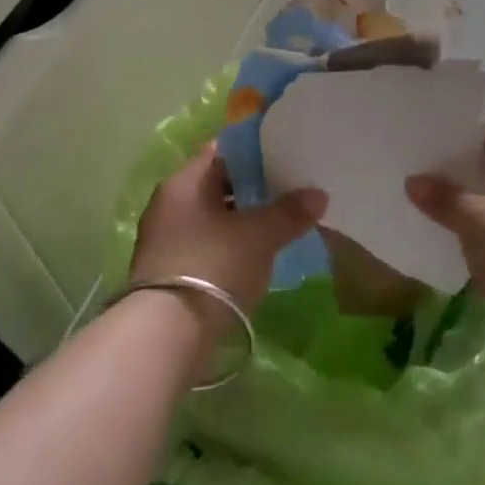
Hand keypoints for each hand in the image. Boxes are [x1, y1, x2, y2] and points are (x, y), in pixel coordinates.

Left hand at [129, 143, 326, 330]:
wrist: (167, 333)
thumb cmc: (212, 265)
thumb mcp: (259, 235)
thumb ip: (289, 212)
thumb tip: (319, 194)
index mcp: (183, 182)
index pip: (222, 152)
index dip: (255, 152)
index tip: (285, 154)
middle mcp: (169, 205)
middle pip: (217, 186)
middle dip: (252, 188)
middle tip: (290, 190)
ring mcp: (166, 240)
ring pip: (214, 218)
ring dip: (243, 220)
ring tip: (281, 223)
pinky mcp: (170, 272)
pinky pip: (208, 245)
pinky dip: (232, 245)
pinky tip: (258, 255)